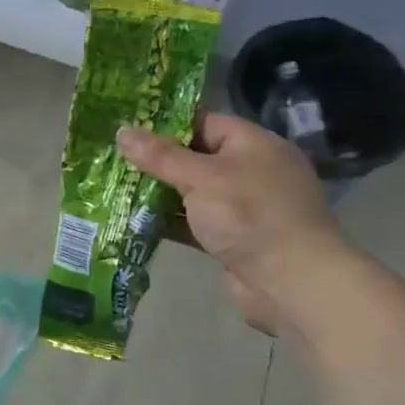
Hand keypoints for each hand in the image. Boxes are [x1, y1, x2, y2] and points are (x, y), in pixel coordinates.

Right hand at [117, 114, 348, 333]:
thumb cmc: (249, 216)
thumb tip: (122, 130)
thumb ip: (160, 156)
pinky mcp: (233, 238)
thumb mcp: (201, 178)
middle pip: (195, 158)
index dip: (165, 125)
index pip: (204, 122)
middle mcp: (251, 171)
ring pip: (191, 193)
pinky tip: (135, 221)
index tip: (127, 130)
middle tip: (113, 162)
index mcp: (253, 145)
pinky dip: (169, 221)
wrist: (291, 282)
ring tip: (115, 190)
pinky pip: (194, 222)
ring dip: (158, 194)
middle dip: (156, 162)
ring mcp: (243, 207)